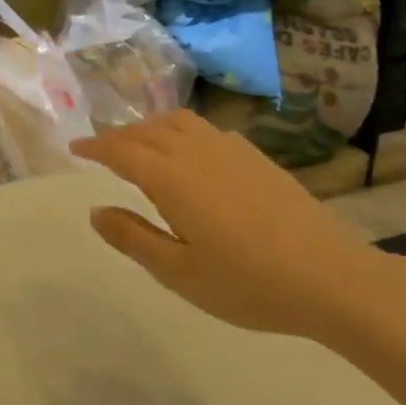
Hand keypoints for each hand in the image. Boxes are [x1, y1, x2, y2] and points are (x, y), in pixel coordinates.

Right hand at [73, 110, 390, 340]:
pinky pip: (205, 129)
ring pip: (178, 122)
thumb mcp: (179, 273)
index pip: (121, 150)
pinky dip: (180, 130)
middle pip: (147, 130)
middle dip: (119, 136)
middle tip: (101, 150)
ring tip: (140, 145)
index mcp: (171, 178)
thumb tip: (94, 211)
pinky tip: (189, 154)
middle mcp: (196, 152)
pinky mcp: (256, 156)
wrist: (331, 276)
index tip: (74, 148)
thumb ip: (133, 238)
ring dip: (150, 127)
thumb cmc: (248, 283)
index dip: (95, 146)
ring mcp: (230, 149)